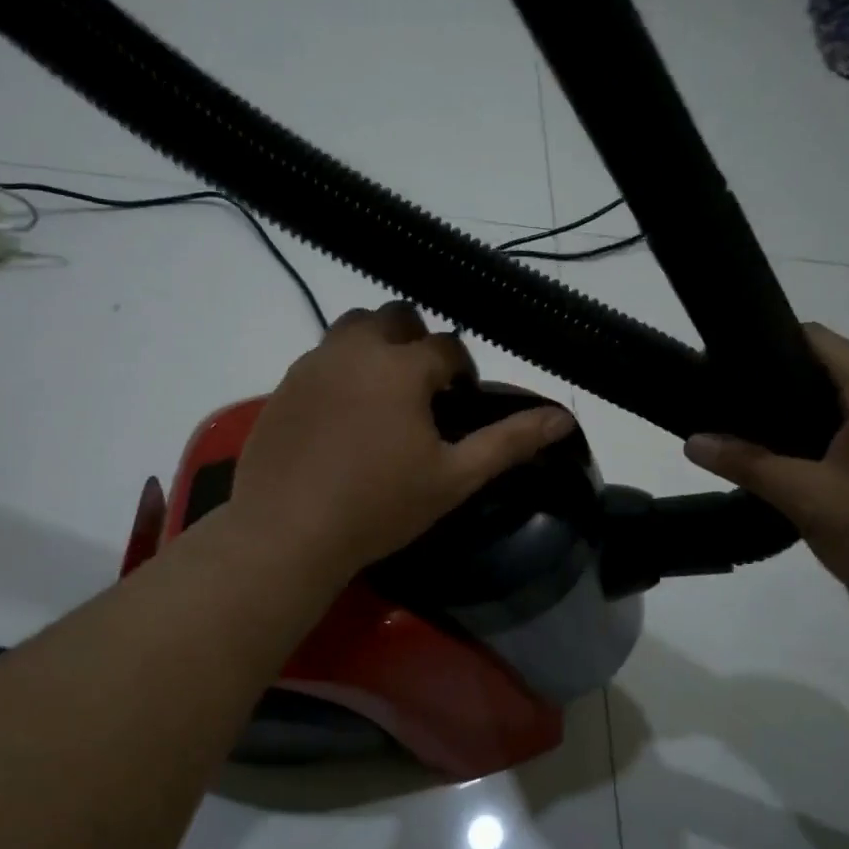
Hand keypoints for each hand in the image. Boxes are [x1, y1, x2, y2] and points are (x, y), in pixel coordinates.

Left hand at [229, 303, 576, 576]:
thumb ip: (509, 442)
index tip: (459, 402)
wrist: (286, 532)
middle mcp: (356, 349)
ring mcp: (314, 363)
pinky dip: (342, 367)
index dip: (461, 370)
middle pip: (396, 316)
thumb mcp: (454, 478)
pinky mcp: (284, 383)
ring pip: (354, 327)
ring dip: (377, 345)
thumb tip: (564, 418)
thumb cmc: (379, 506)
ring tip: (383, 394)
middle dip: (417, 341)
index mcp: (402, 366)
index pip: (447, 345)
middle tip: (422, 391)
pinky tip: (344, 414)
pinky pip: (322, 356)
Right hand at [685, 324, 848, 622]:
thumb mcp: (810, 499)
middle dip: (776, 389)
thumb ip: (749, 465)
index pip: (815, 340)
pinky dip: (828, 444)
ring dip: (802, 421)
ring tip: (755, 444)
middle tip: (727, 414)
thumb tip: (692, 441)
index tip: (720, 370)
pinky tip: (802, 473)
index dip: (764, 346)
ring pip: (846, 408)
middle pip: (829, 372)